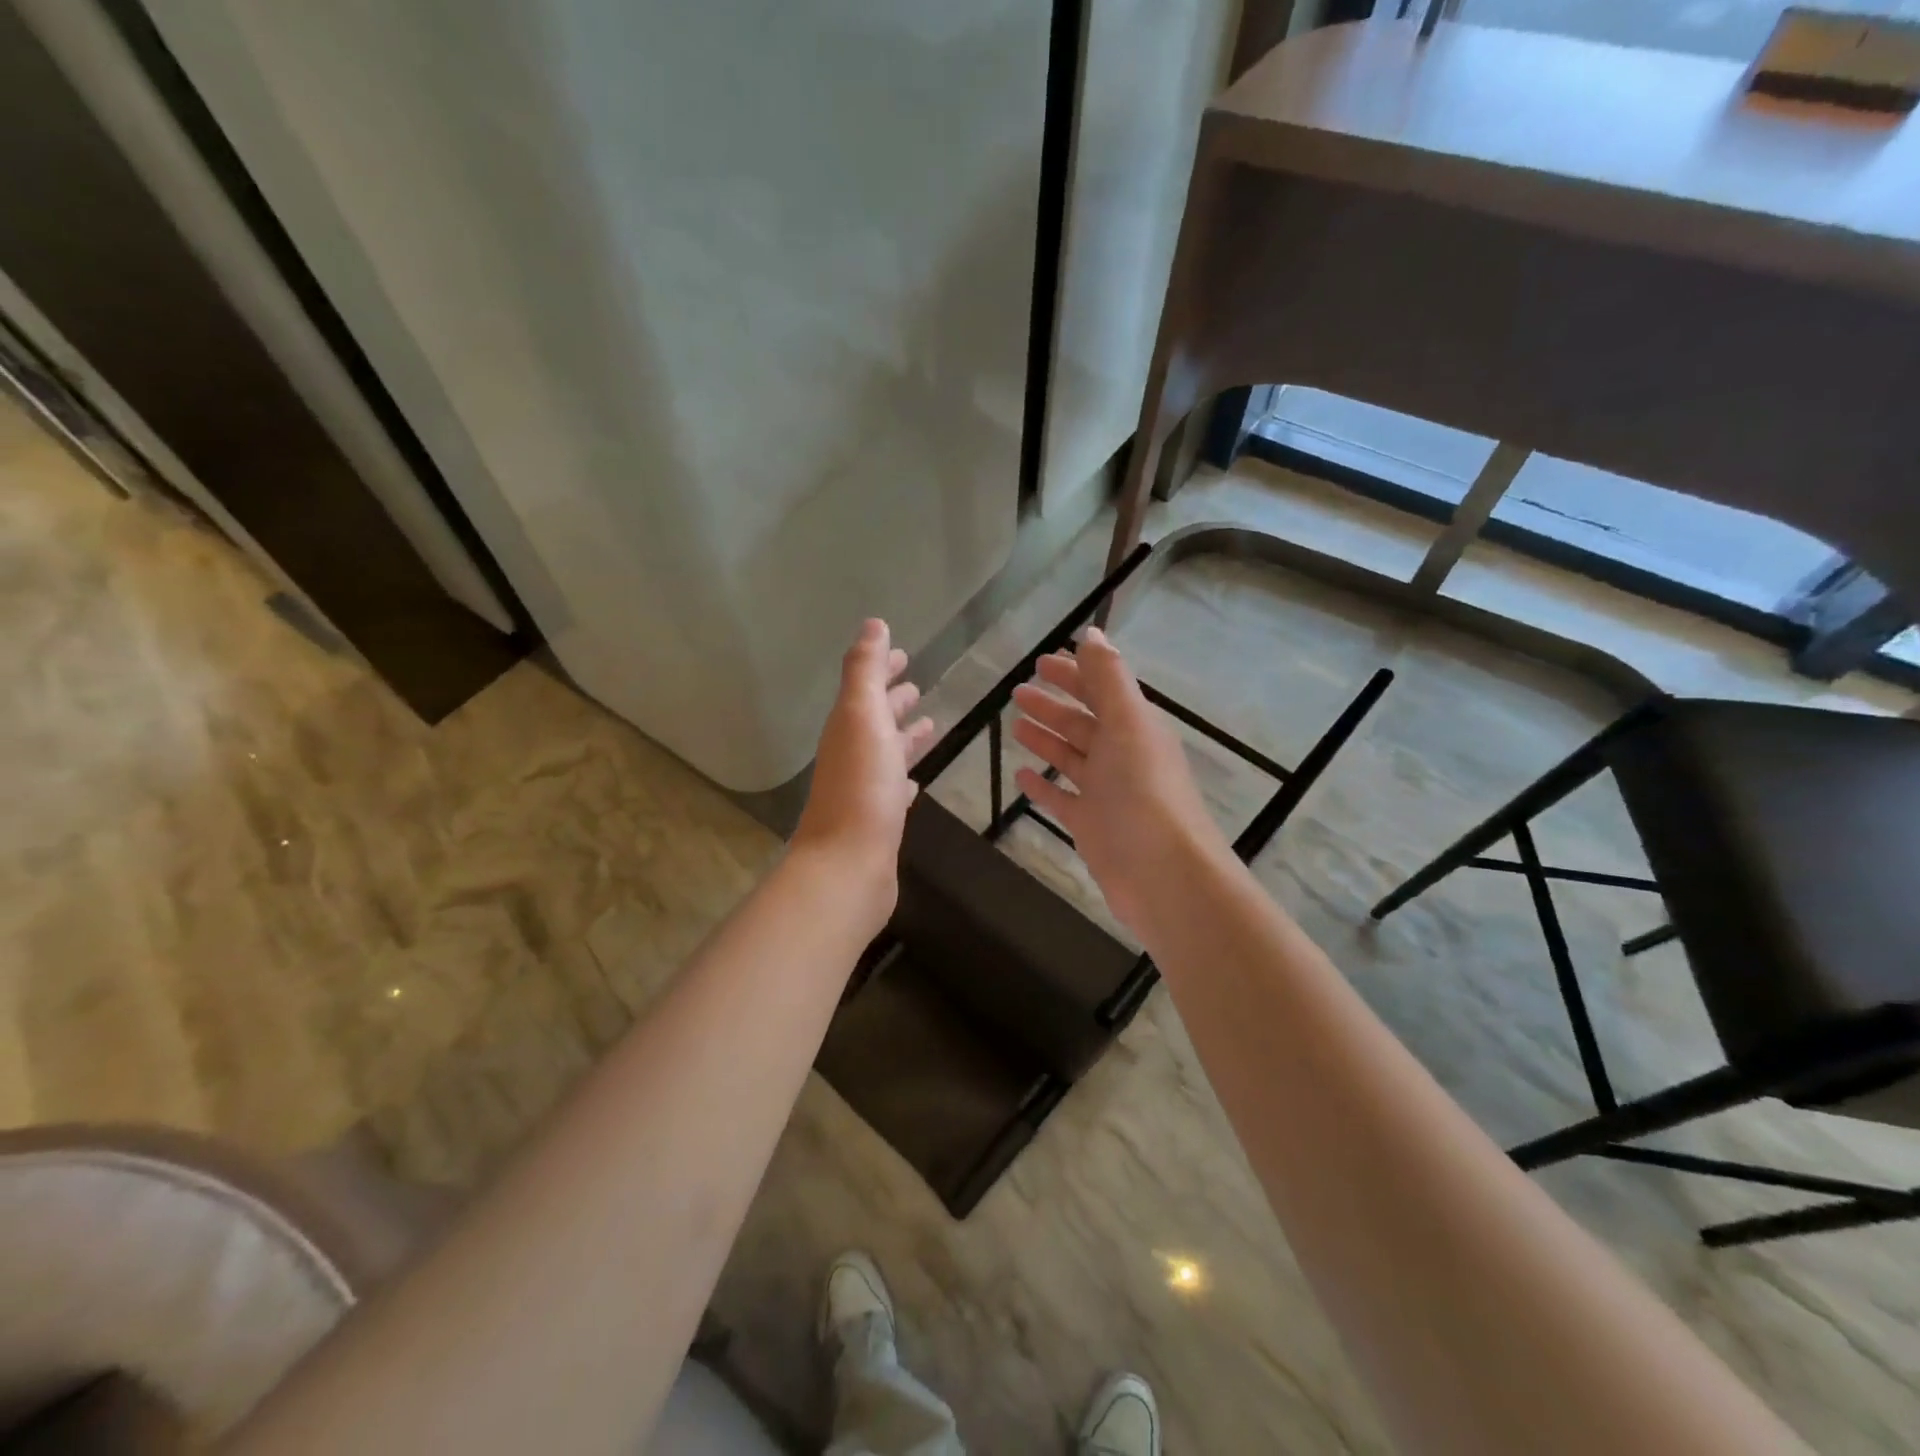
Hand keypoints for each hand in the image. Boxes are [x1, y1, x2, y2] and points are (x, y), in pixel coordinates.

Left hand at [793, 620, 934, 913]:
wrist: (848, 867)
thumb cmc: (861, 788)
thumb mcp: (862, 718)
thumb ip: (865, 671)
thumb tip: (873, 624)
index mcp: (848, 728)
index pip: (866, 689)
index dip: (882, 669)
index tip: (903, 655)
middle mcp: (853, 756)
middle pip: (875, 720)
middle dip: (894, 701)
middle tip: (917, 687)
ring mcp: (865, 791)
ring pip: (887, 754)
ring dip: (904, 738)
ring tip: (931, 725)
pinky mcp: (879, 823)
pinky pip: (893, 791)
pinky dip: (905, 779)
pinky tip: (916, 782)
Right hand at [1010, 627, 1227, 933]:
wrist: (1164, 875)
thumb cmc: (1144, 793)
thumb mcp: (1128, 724)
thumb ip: (1109, 678)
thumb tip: (1092, 632)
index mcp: (1136, 727)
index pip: (1102, 689)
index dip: (1074, 673)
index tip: (1041, 661)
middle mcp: (1122, 756)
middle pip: (1083, 723)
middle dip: (1053, 705)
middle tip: (1017, 692)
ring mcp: (1106, 793)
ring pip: (1071, 758)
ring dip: (1046, 740)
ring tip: (1015, 725)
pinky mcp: (1092, 826)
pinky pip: (1062, 799)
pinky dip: (1042, 786)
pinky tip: (1020, 775)